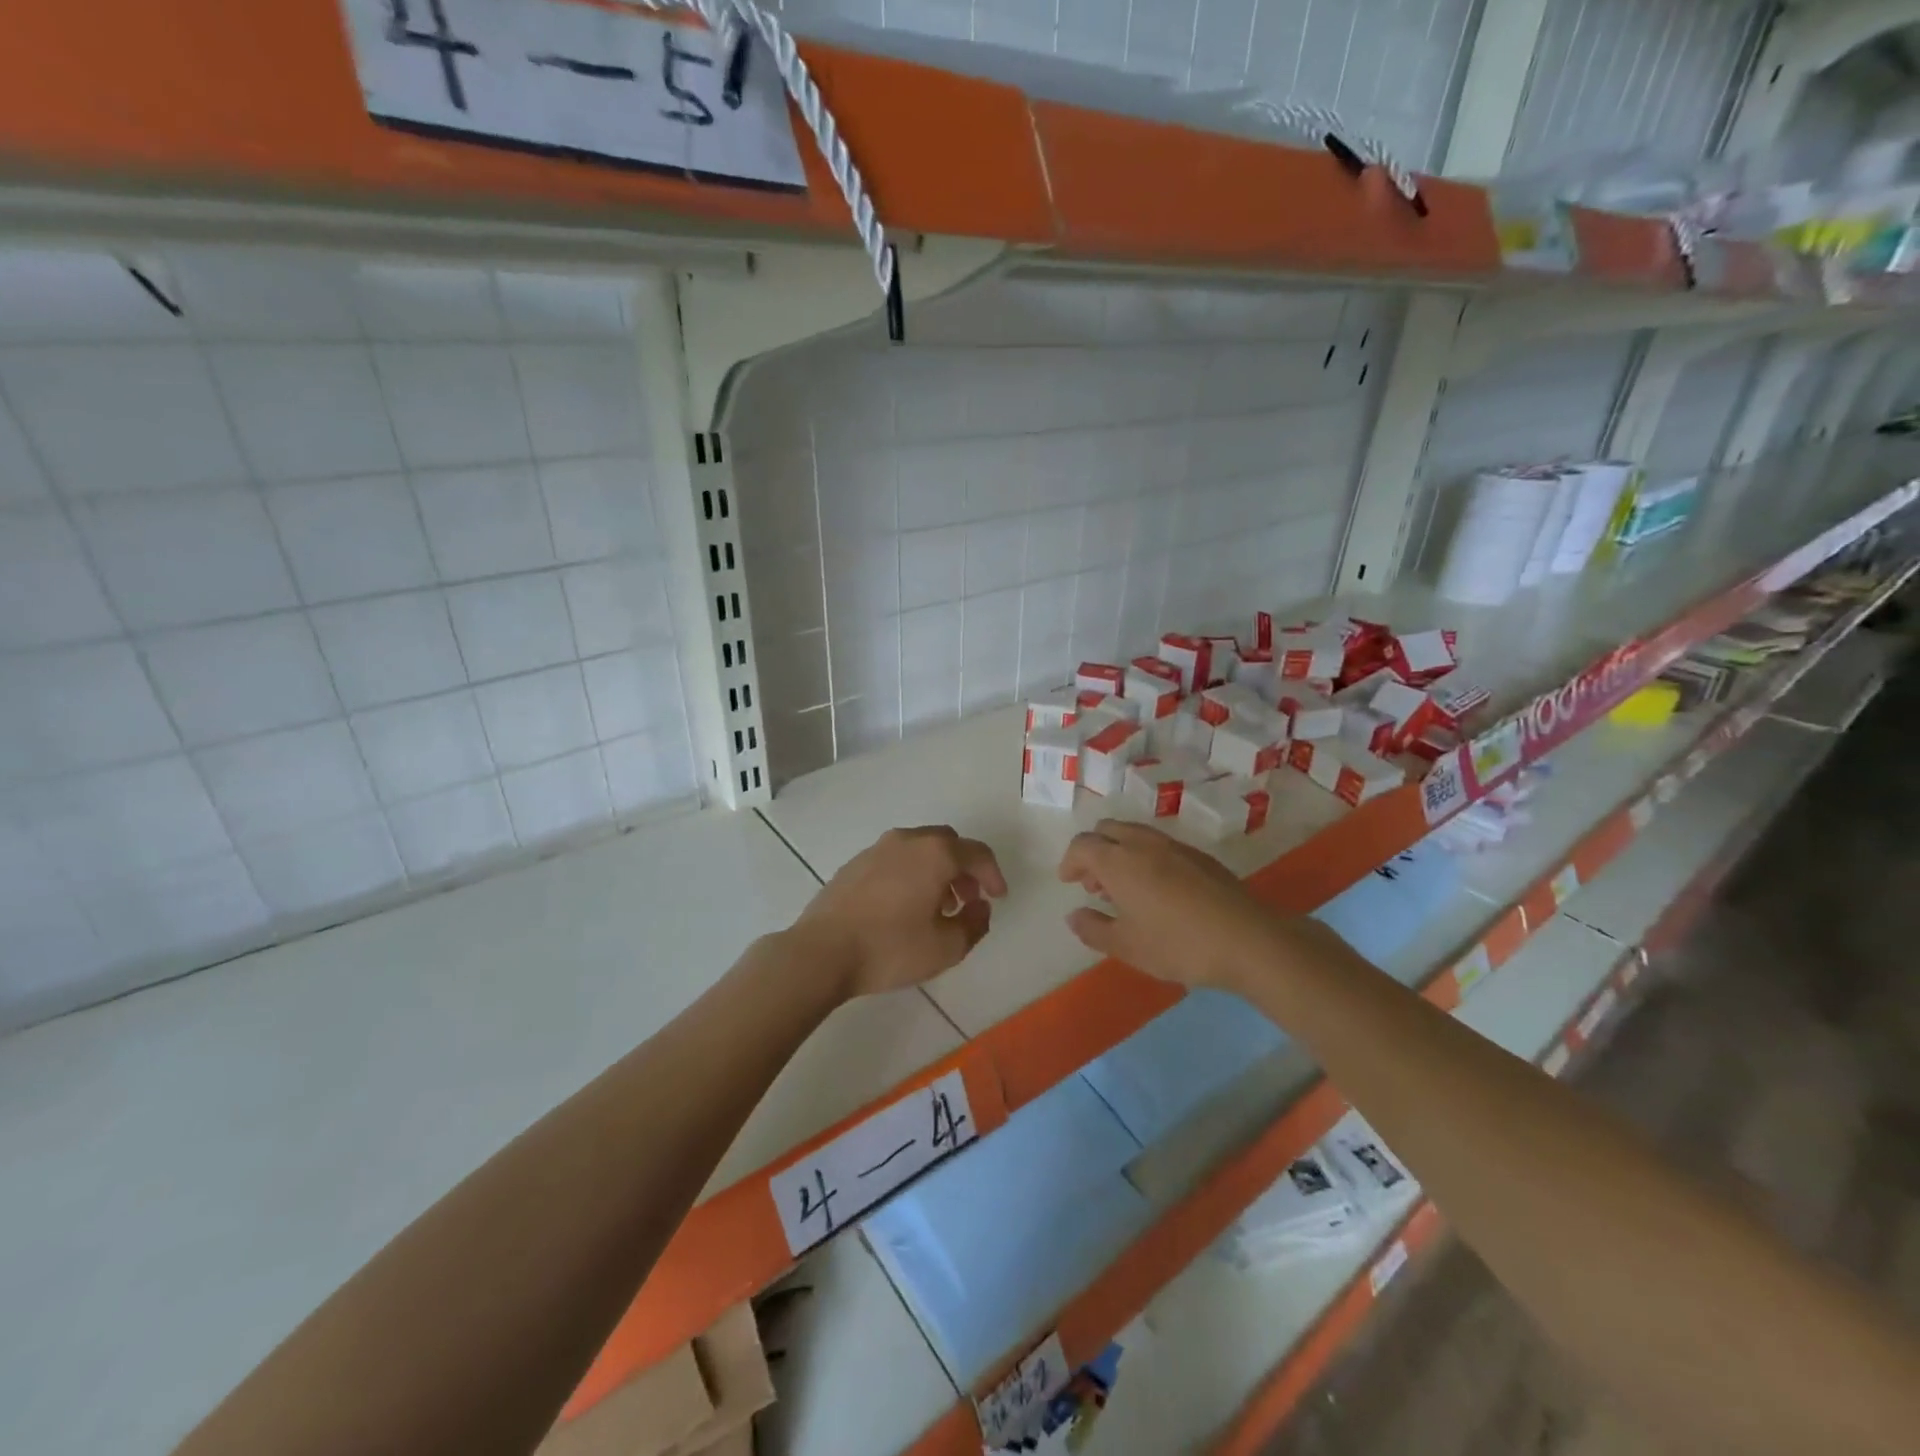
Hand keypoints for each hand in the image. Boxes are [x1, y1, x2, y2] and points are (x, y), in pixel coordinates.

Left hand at [794, 825, 1007, 998]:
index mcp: (935, 853)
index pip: (977, 853)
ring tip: (937, 907)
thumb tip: (980, 907)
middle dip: (964, 869)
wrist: (821, 952)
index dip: (993, 874)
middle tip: (968, 899)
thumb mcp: (946, 947)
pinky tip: (904, 906)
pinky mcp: (855, 863)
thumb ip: (974, 924)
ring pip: (919, 849)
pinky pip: (895, 859)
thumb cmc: (890, 948)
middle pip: (947, 843)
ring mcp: (877, 849)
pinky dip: (910, 873)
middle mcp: (907, 840)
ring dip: (936, 871)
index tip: (997, 897)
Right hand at [1057, 820, 1310, 991]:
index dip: (1070, 861)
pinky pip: (1160, 845)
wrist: (1247, 940)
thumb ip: (1093, 929)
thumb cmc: (1177, 945)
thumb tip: (1074, 915)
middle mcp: (1143, 843)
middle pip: (1107, 830)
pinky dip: (1145, 856)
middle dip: (1094, 850)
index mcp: (1118, 860)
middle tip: (1094, 883)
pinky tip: (1157, 890)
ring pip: (1135, 834)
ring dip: (1120, 852)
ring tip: (1124, 888)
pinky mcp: (1200, 856)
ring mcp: (1175, 846)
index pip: (1082, 845)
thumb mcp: (1127, 946)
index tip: (1069, 881)